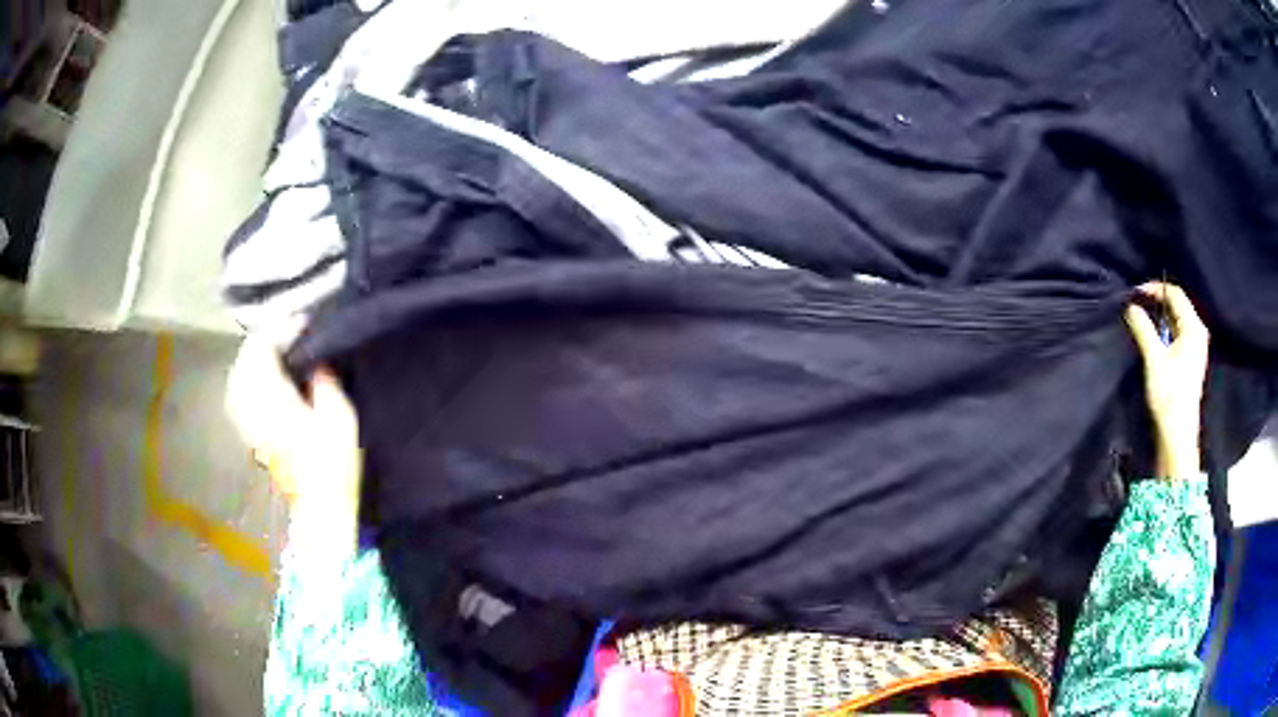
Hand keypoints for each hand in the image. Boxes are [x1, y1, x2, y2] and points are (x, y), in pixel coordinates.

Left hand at [225, 329, 361, 522]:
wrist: (319, 507)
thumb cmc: (332, 464)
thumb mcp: (339, 417)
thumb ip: (325, 381)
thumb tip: (317, 361)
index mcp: (272, 397)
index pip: (264, 348)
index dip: (282, 329)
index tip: (304, 323)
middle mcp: (251, 405)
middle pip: (246, 359)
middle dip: (266, 339)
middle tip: (290, 331)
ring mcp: (247, 420)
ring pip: (239, 375)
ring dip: (255, 357)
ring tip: (276, 350)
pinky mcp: (250, 433)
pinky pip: (239, 394)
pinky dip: (248, 378)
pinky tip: (262, 378)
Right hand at [1124, 282, 1208, 479]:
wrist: (1178, 434)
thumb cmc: (1169, 395)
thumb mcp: (1154, 359)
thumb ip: (1143, 328)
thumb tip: (1131, 305)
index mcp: (1193, 327)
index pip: (1175, 294)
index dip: (1155, 288)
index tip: (1136, 293)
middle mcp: (1198, 332)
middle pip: (1178, 305)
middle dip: (1158, 301)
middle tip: (1137, 303)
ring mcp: (1196, 347)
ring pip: (1177, 320)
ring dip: (1160, 316)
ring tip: (1143, 318)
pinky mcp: (1191, 360)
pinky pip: (1178, 333)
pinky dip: (1165, 329)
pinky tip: (1154, 335)